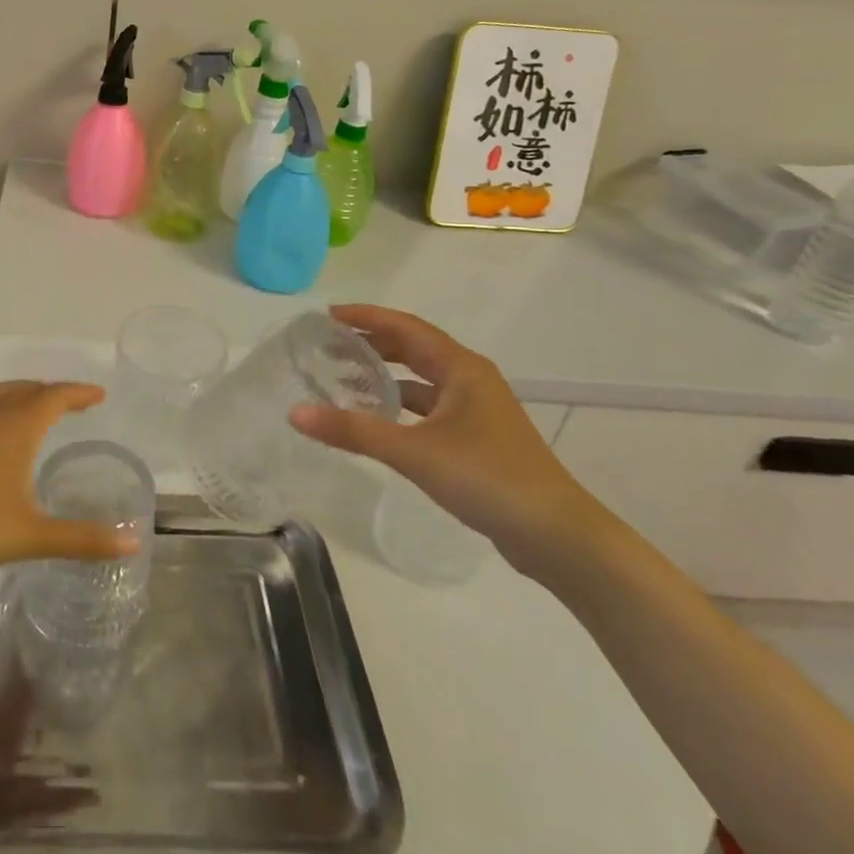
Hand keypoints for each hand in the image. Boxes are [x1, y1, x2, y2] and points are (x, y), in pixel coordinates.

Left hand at [0, 380, 138, 572]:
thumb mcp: (34, 535)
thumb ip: (83, 538)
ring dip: (20, 392)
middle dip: (51, 391)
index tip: (98, 395)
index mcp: (20, 426)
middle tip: (69, 401)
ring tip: (30, 403)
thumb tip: (133, 542)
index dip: (79, 393)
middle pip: (28, 389)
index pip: (56, 396)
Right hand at [288, 304, 607, 574]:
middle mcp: (470, 380)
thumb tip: (296, 412)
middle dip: (372, 343)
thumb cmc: (487, 478)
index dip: (366, 316)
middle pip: (413, 349)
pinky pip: (428, 408)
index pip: (405, 327)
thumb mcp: (414, 451)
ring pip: (421, 380)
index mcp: (461, 368)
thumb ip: (354, 430)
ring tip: (344, 378)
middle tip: (328, 345)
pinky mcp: (477, 439)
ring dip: (385, 376)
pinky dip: (400, 407)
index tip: (326, 316)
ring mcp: (476, 411)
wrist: (557, 537)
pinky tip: (376, 421)